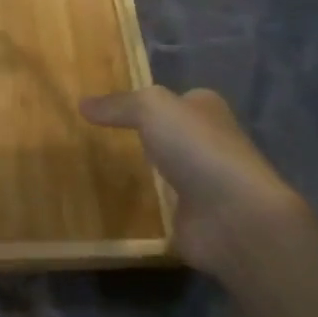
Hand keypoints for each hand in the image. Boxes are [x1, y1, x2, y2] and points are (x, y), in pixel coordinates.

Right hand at [80, 85, 305, 277]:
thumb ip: (118, 105)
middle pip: (168, 135)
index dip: (144, 100)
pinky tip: (110, 204)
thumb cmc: (198, 148)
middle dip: (140, 137)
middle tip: (95, 138)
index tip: (108, 107)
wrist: (234, 218)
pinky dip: (141, 207)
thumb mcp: (151, 109)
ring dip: (139, 173)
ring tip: (94, 170)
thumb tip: (83, 103)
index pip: (173, 98)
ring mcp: (203, 183)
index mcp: (206, 109)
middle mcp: (208, 142)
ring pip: (163, 171)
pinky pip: (159, 207)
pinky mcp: (193, 218)